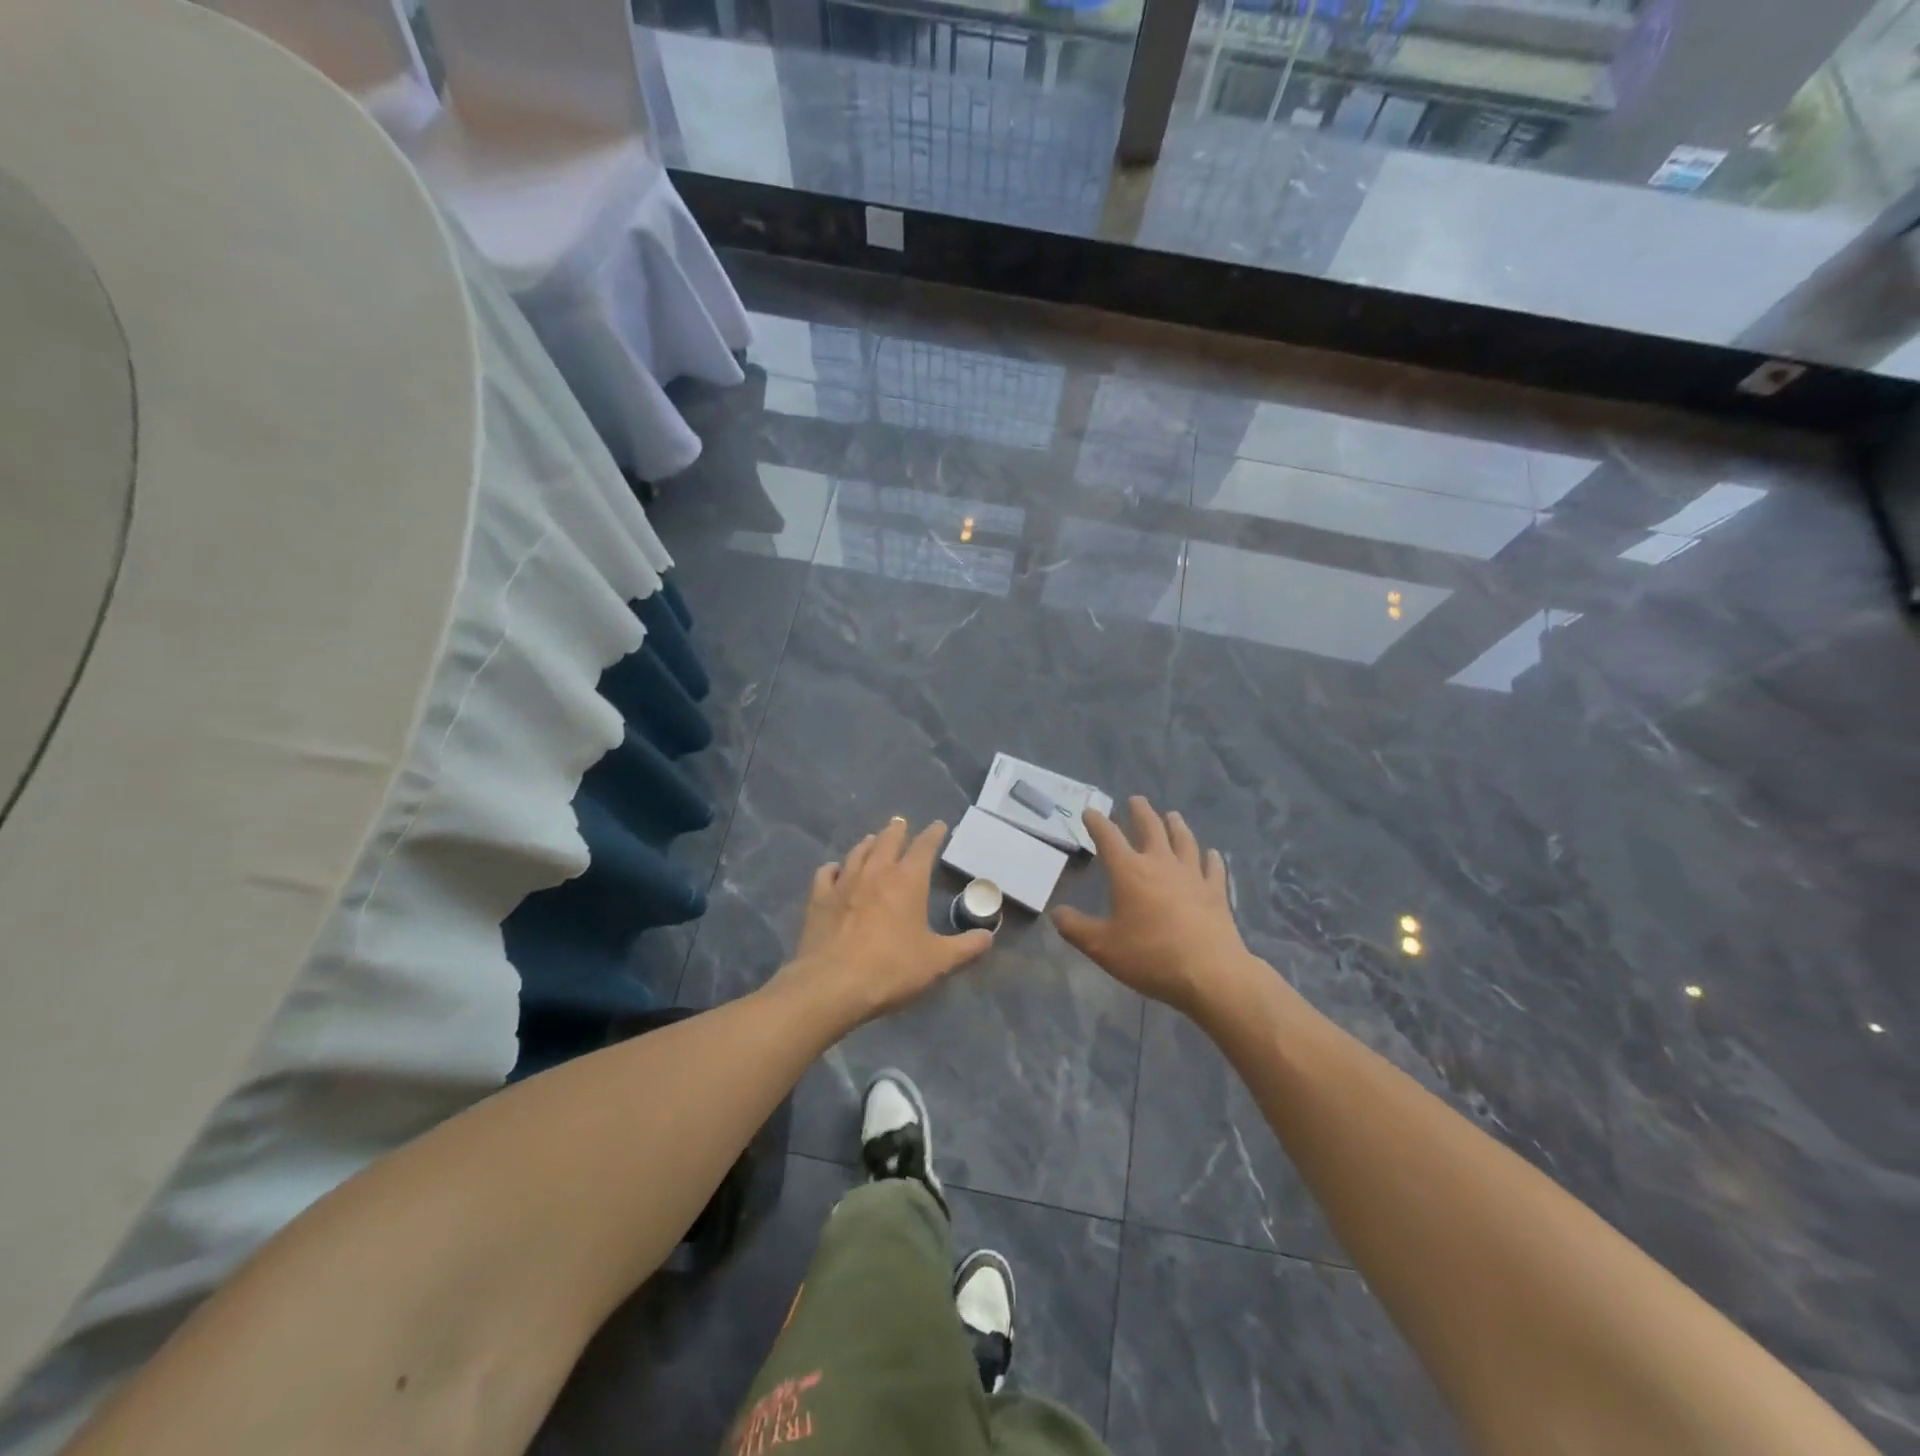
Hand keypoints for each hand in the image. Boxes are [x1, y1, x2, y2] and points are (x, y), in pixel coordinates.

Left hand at [782, 817, 993, 1025]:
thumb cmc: (891, 969)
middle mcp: (876, 872)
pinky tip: (835, 870)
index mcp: (908, 881)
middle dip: (897, 830)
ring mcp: (844, 882)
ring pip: (858, 852)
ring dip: (868, 843)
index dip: (933, 835)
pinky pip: (827, 873)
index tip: (939, 825)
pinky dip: (834, 868)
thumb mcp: (937, 962)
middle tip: (901, 823)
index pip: (924, 847)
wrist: (832, 984)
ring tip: (872, 839)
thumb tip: (988, 936)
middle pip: (887, 841)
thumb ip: (965, 947)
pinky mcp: (819, 898)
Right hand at [1053, 797, 1251, 1016]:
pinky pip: (1213, 868)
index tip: (1090, 812)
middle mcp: (1160, 864)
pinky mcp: (1215, 892)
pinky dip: (1211, 858)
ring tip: (1172, 815)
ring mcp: (1192, 875)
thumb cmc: (1150, 956)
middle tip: (1136, 800)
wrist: (1209, 973)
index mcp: (1129, 872)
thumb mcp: (1102, 947)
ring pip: (1183, 840)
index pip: (1108, 837)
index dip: (1097, 822)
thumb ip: (1076, 928)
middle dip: (1140, 812)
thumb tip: (1056, 913)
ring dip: (1176, 825)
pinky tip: (1212, 854)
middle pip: (1151, 828)